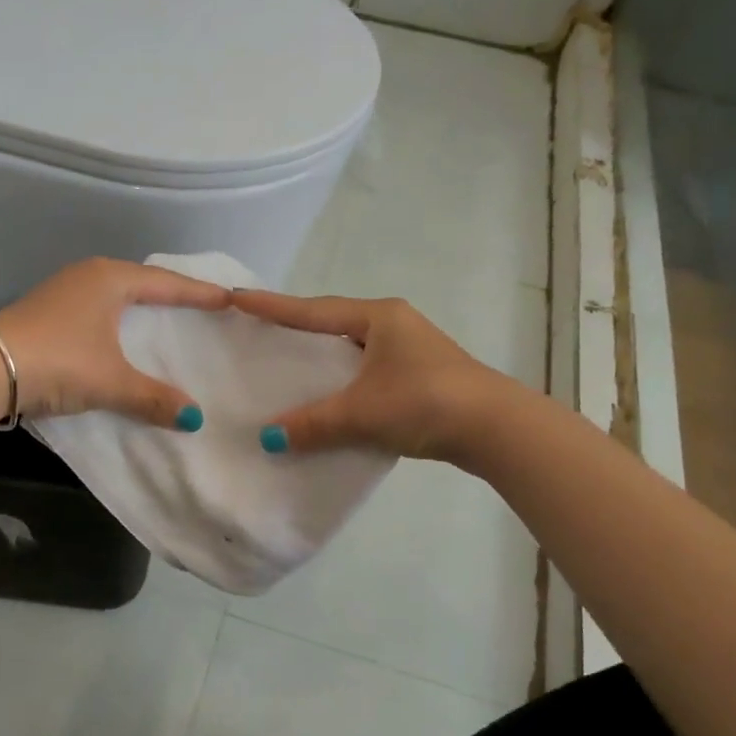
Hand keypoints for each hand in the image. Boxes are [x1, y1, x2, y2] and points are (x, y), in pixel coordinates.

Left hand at [0, 258, 230, 426]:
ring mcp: (63, 292)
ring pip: (115, 296)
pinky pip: (97, 310)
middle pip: (141, 282)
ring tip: (165, 319)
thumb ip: (153, 398)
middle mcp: (88, 276)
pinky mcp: (47, 312)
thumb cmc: (59, 361)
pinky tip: (121, 337)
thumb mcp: (111, 381)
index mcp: (110, 279)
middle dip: (170, 294)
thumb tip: (194, 419)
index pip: (166, 283)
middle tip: (200, 305)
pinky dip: (117, 321)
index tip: (227, 299)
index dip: (198, 293)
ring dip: (140, 307)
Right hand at [230, 291, 497, 459]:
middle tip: (260, 330)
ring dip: (323, 360)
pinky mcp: (419, 377)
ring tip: (288, 367)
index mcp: (378, 317)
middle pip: (333, 324)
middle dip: (298, 328)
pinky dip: (343, 384)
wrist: (497, 429)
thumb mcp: (361, 412)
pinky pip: (366, 374)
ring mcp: (410, 351)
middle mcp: (393, 325)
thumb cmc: (425, 402)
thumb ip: (313, 423)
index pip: (313, 310)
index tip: (238, 297)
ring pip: (352, 351)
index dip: (274, 307)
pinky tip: (328, 400)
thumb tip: (269, 438)